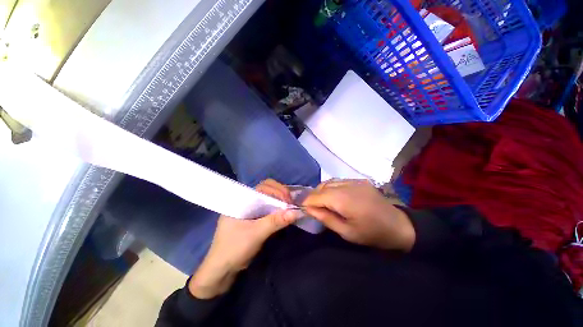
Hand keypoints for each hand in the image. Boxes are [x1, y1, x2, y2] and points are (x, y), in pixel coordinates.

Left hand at [189, 179, 300, 298]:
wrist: (222, 270)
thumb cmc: (234, 249)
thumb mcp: (256, 234)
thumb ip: (275, 221)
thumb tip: (296, 212)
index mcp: (241, 199)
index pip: (262, 187)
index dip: (277, 190)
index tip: (288, 201)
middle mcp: (246, 200)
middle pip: (266, 190)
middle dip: (280, 194)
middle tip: (291, 203)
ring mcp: (250, 209)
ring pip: (268, 198)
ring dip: (280, 201)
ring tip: (290, 208)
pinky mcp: (254, 217)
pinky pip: (268, 208)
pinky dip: (277, 209)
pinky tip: (284, 213)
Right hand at [302, 179, 414, 250]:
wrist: (398, 225)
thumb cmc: (371, 233)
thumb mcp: (346, 232)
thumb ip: (325, 218)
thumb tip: (308, 209)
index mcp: (343, 199)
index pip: (317, 196)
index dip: (307, 201)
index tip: (301, 207)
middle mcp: (347, 185)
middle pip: (322, 186)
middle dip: (313, 195)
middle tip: (312, 207)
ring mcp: (354, 181)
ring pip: (330, 182)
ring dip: (322, 190)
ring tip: (322, 202)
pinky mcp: (359, 180)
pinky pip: (339, 181)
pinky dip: (332, 187)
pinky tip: (335, 196)